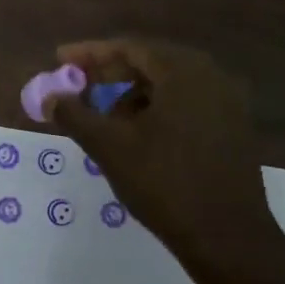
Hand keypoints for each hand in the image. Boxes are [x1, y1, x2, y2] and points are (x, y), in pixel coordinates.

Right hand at [42, 39, 281, 283]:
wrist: (227, 236)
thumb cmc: (164, 184)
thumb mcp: (110, 148)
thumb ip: (75, 115)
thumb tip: (50, 97)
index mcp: (184, 72)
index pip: (130, 47)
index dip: (90, 53)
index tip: (59, 59)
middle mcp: (212, 77)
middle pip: (151, 62)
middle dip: (110, 74)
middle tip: (78, 88)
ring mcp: (228, 103)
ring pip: (170, 86)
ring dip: (132, 94)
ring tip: (103, 118)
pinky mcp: (233, 129)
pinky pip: (187, 105)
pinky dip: (157, 110)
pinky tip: (137, 136)